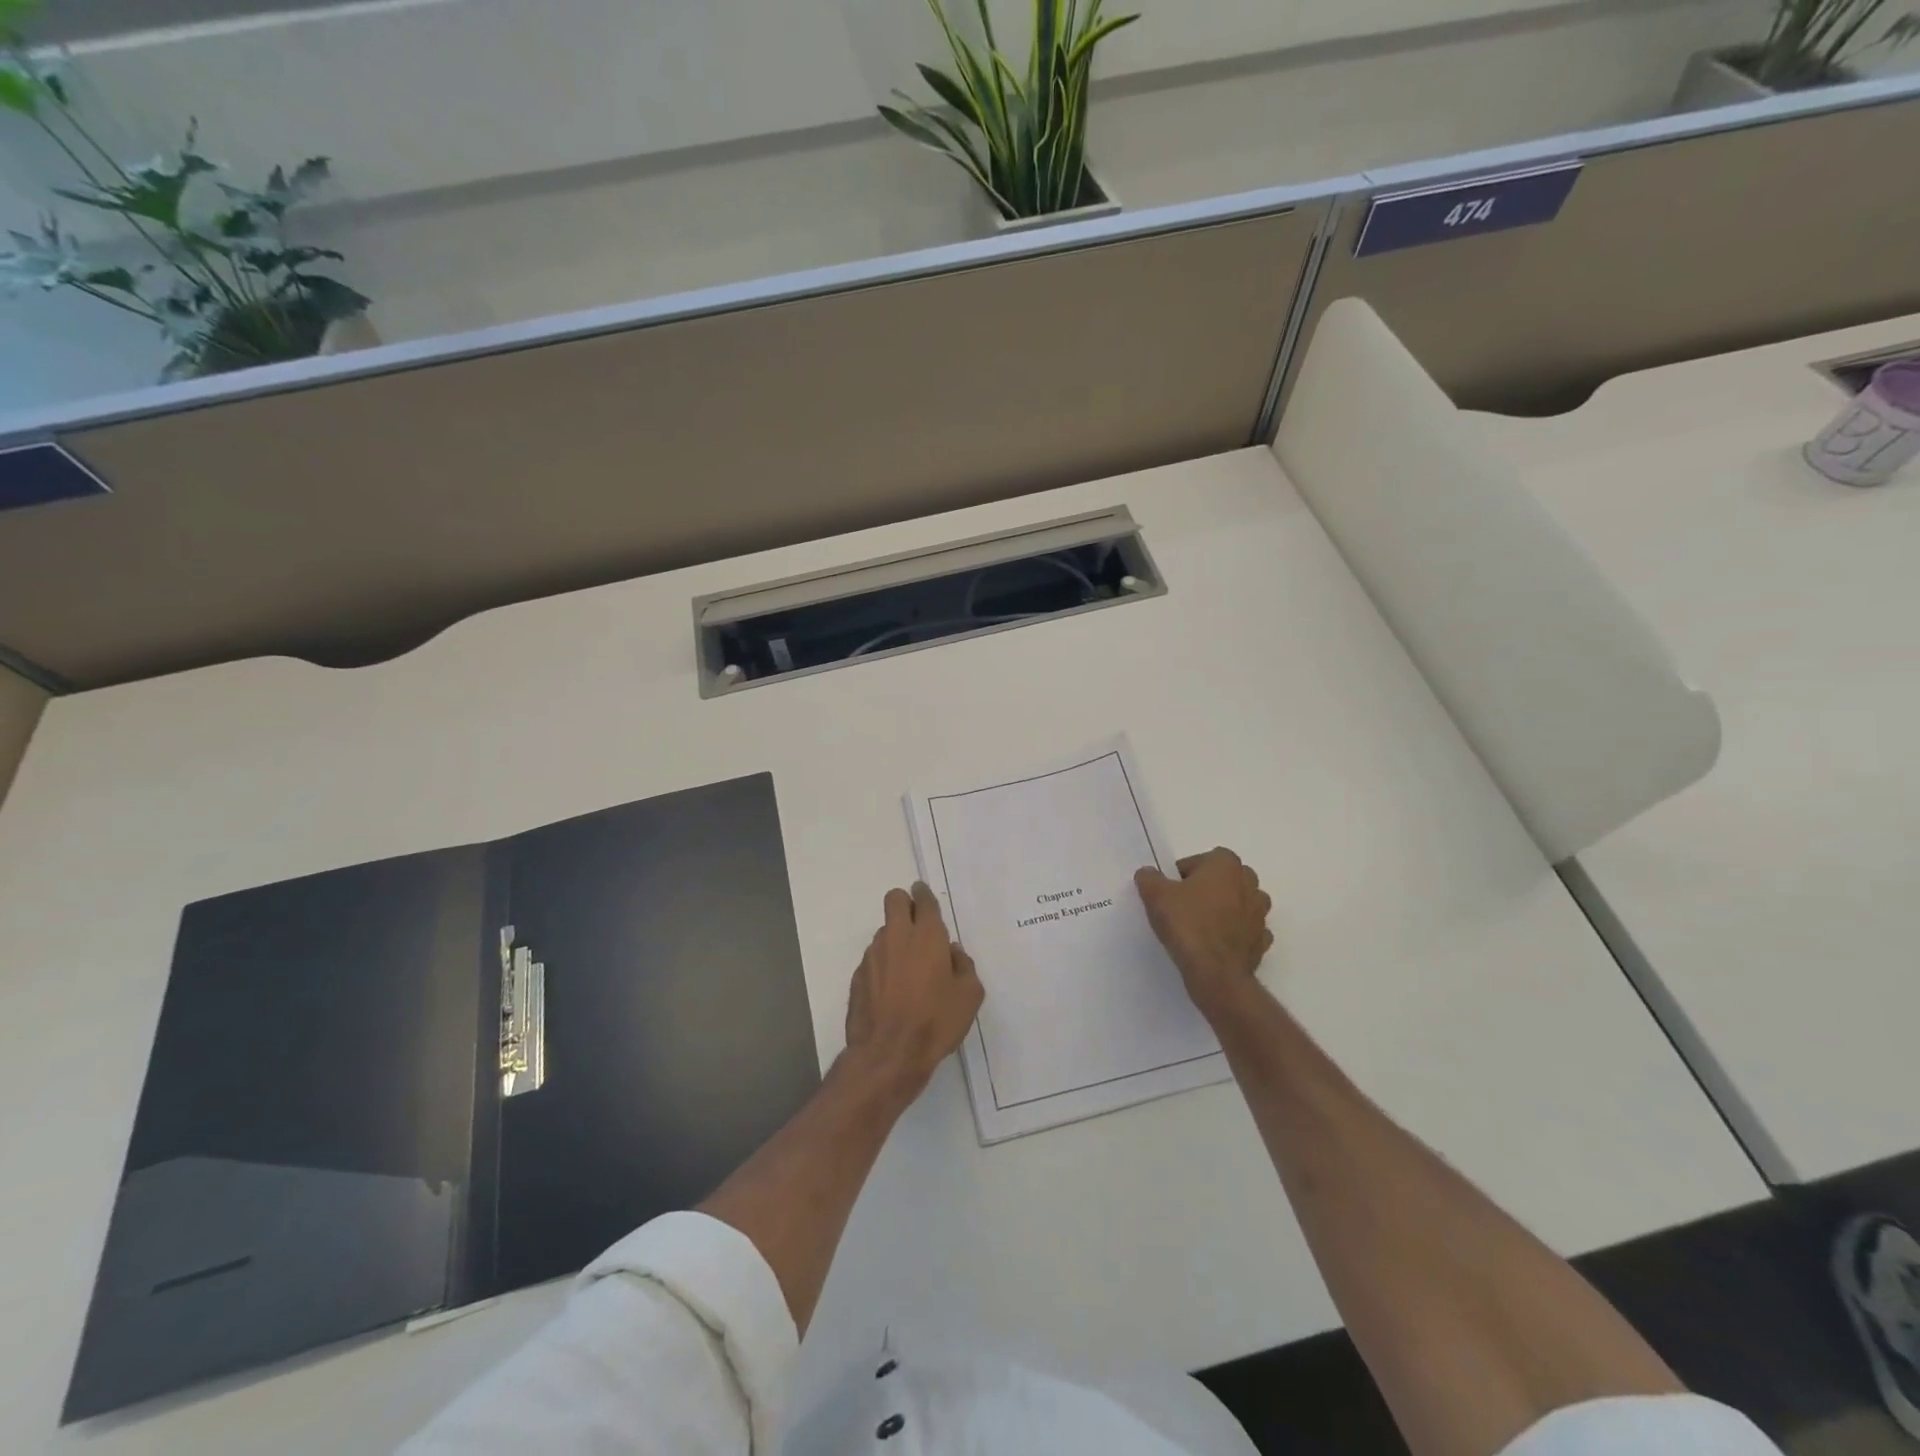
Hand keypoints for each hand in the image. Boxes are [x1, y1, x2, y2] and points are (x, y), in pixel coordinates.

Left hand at [844, 882, 984, 1099]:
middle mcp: (896, 937)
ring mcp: (873, 955)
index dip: (924, 894)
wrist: (889, 1054)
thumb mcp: (969, 996)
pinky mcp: (858, 976)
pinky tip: (892, 991)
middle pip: (894, 899)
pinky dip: (883, 965)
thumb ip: (963, 966)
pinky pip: (873, 958)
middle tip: (916, 924)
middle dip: (904, 903)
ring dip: (895, 939)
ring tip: (907, 968)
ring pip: (883, 931)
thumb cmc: (936, 1022)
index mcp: (927, 936)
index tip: (925, 895)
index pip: (923, 899)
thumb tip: (952, 953)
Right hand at [1135, 849, 1273, 1021]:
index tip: (1170, 891)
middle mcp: (1250, 883)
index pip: (1201, 860)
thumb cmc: (1187, 924)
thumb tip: (1148, 873)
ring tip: (1199, 926)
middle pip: (1224, 880)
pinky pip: (1245, 930)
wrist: (1215, 972)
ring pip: (1238, 904)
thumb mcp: (1155, 895)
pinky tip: (1214, 944)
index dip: (1183, 874)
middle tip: (1183, 906)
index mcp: (1227, 865)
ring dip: (1223, 910)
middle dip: (1207, 889)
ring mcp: (1260, 913)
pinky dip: (1233, 934)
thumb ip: (1150, 878)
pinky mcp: (1262, 941)